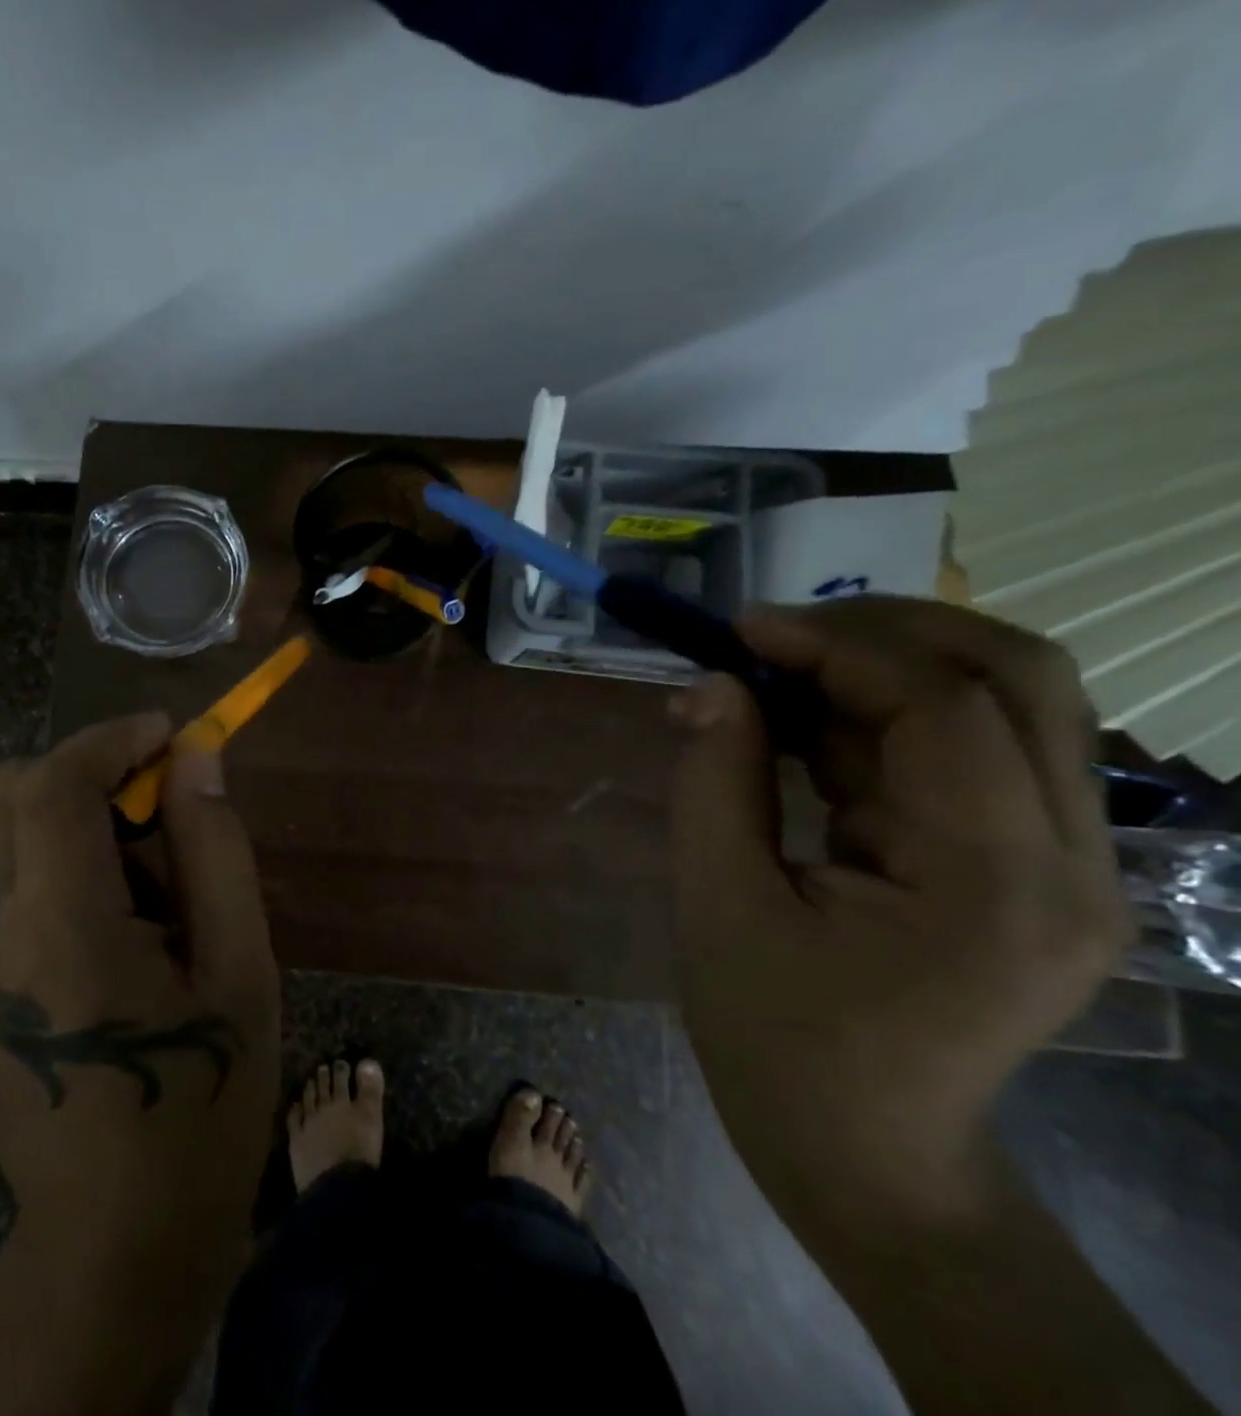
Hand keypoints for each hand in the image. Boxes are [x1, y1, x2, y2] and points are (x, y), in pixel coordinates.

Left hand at [0, 713, 279, 1276]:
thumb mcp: (240, 971)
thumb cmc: (201, 1105)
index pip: (49, 787)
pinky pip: (6, 891)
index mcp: (61, 932)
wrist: (115, 1249)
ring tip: (152, 894)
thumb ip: (216, 852)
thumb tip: (198, 760)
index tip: (170, 736)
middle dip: (86, 774)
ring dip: (77, 826)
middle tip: (160, 811)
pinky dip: (61, 872)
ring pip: (4, 840)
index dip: (109, 740)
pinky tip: (117, 938)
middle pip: (6, 796)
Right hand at [668, 598, 1129, 1213]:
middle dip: (887, 631)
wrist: (863, 1152)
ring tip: (769, 684)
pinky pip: (964, 752)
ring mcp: (1065, 865)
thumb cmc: (776, 1039)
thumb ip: (715, 783)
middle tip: (773, 635)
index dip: (838, 645)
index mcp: (994, 885)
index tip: (740, 630)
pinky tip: (797, 736)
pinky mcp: (1029, 867)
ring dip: (879, 670)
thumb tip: (711, 686)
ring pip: (1001, 704)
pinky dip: (876, 721)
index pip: (946, 708)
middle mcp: (1070, 863)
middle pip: (1020, 679)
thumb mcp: (719, 905)